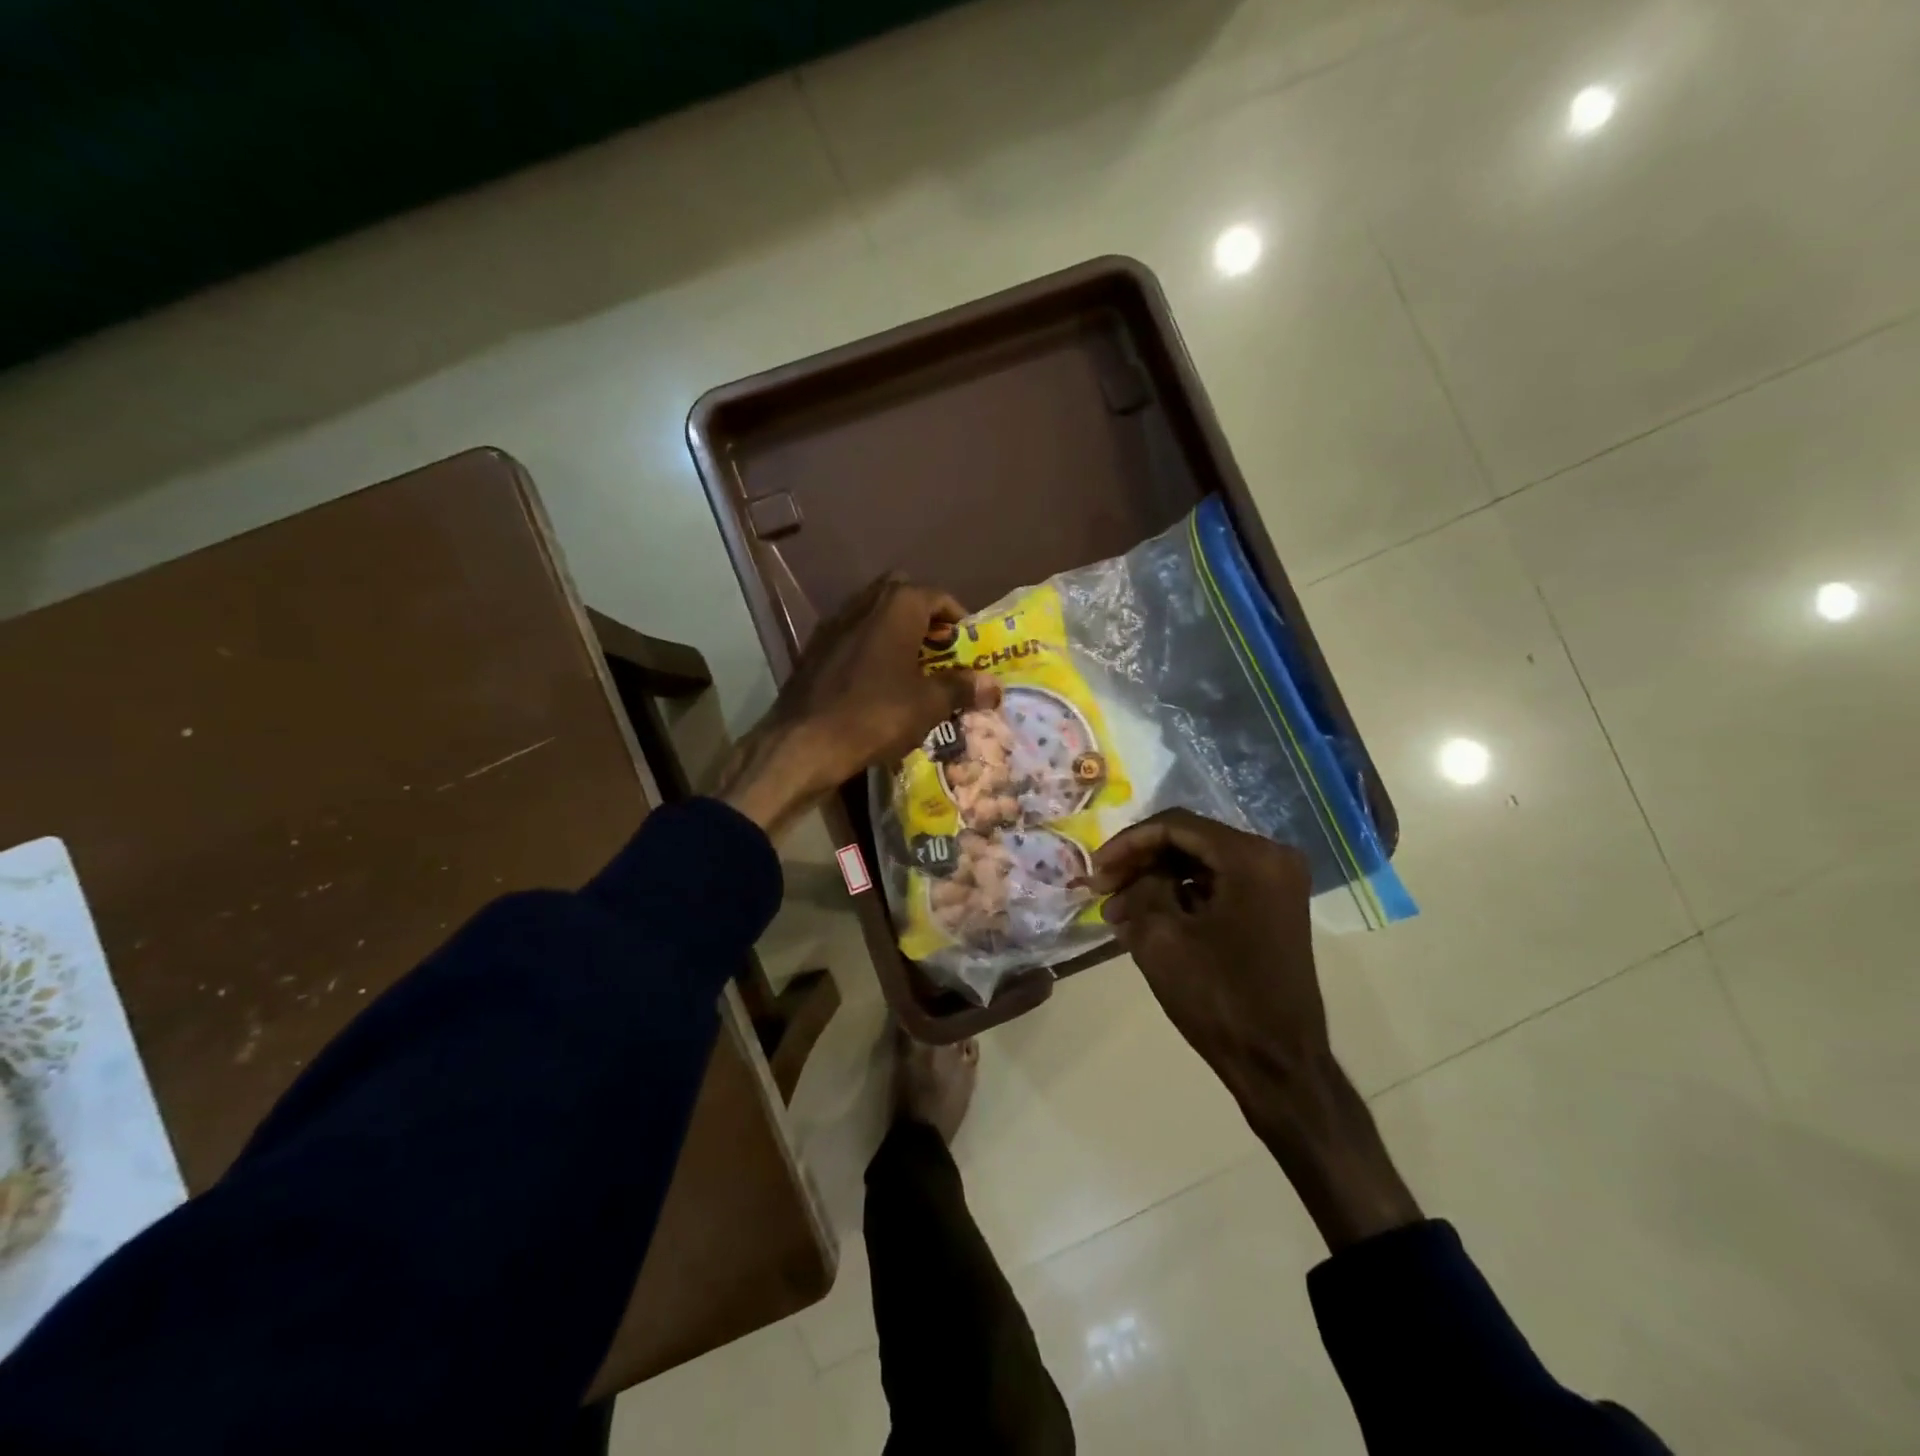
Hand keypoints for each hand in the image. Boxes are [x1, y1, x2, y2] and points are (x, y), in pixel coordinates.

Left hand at [719, 575, 996, 838]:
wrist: (804, 743)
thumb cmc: (876, 715)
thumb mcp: (928, 704)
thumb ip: (962, 688)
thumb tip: (994, 686)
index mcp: (896, 606)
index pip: (937, 596)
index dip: (958, 619)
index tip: (968, 646)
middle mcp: (863, 604)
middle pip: (902, 597)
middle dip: (924, 618)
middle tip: (940, 651)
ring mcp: (834, 625)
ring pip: (874, 616)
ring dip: (896, 633)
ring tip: (913, 669)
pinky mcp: (815, 650)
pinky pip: (853, 638)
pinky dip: (871, 649)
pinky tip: (878, 683)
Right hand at [1088, 809, 1420, 1249]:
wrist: (1279, 1064)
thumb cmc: (1219, 998)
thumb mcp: (1161, 937)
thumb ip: (1141, 888)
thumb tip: (1136, 877)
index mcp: (1251, 858)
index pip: (1175, 825)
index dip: (1128, 842)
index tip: (1096, 870)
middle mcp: (1272, 858)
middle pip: (1190, 841)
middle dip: (1141, 862)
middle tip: (1103, 890)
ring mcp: (1278, 885)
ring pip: (1201, 864)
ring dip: (1157, 881)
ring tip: (1118, 912)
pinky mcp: (1274, 910)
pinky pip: (1219, 886)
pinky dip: (1182, 897)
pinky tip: (1148, 920)